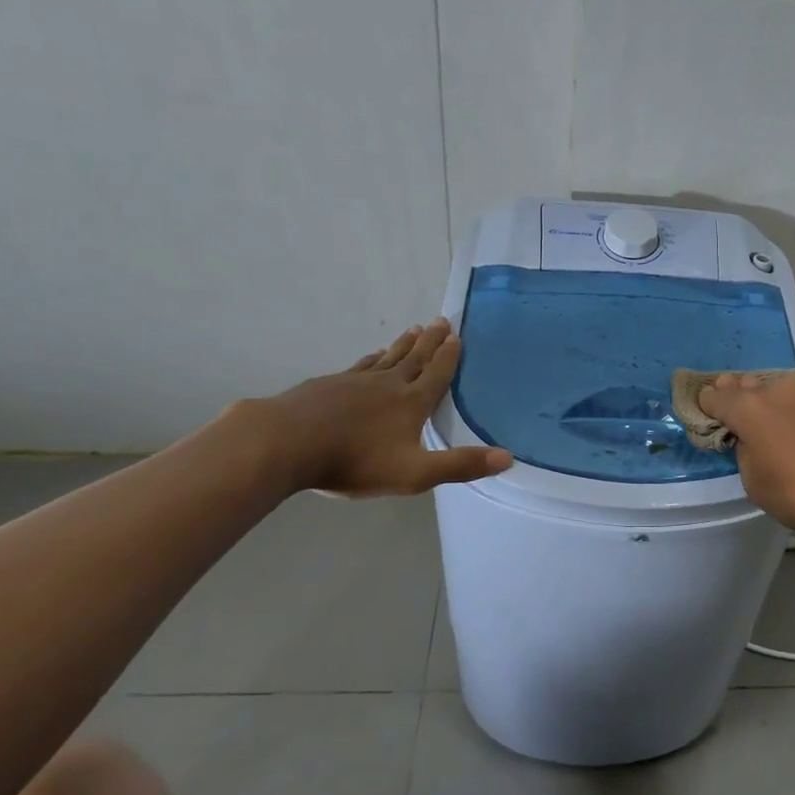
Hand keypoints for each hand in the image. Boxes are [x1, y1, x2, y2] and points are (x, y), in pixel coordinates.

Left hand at [255, 319, 511, 496]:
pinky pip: (359, 366)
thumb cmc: (354, 461)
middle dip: (430, 341)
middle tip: (441, 321)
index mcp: (411, 403)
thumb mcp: (414, 473)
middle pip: (414, 358)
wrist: (286, 443)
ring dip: (404, 345)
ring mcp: (354, 382)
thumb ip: (460, 465)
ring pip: (387, 358)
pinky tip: (372, 357)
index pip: (437, 375)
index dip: (449, 357)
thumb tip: (508, 458)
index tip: (457, 336)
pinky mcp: (328, 385)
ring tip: (414, 330)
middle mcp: (387, 385)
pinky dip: (372, 359)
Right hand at [698, 372, 794, 538]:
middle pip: (748, 387)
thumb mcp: (755, 482)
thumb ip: (745, 453)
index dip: (707, 405)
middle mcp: (776, 390)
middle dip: (738, 395)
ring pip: (779, 390)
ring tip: (772, 418)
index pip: (716, 399)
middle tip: (735, 406)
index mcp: (748, 408)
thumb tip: (752, 440)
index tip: (706, 411)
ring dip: (771, 401)